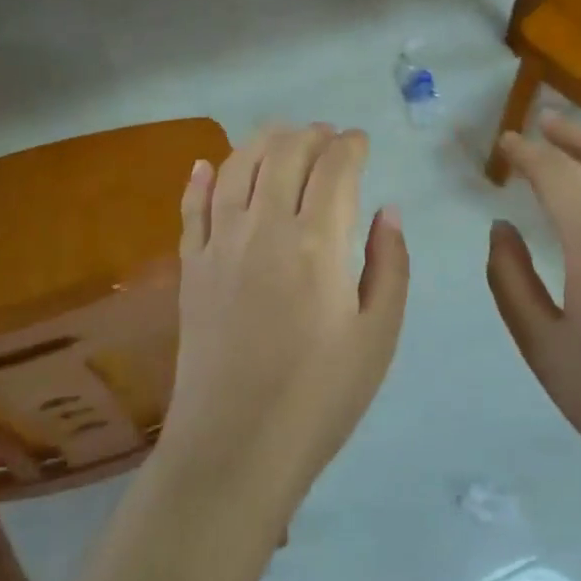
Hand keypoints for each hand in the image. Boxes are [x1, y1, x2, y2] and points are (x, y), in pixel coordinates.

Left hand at [159, 125, 408, 515]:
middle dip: (310, 135)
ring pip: (236, 167)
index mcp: (318, 242)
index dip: (351, 145)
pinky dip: (199, 178)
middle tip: (327, 136)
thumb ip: (389, 265)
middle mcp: (265, 227)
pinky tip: (204, 163)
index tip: (361, 141)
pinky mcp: (191, 266)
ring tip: (281, 134)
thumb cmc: (320, 397)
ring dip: (261, 141)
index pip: (335, 168)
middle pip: (285, 153)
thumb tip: (387, 210)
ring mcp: (220, 243)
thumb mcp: (378, 336)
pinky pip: (191, 207)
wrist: (235, 446)